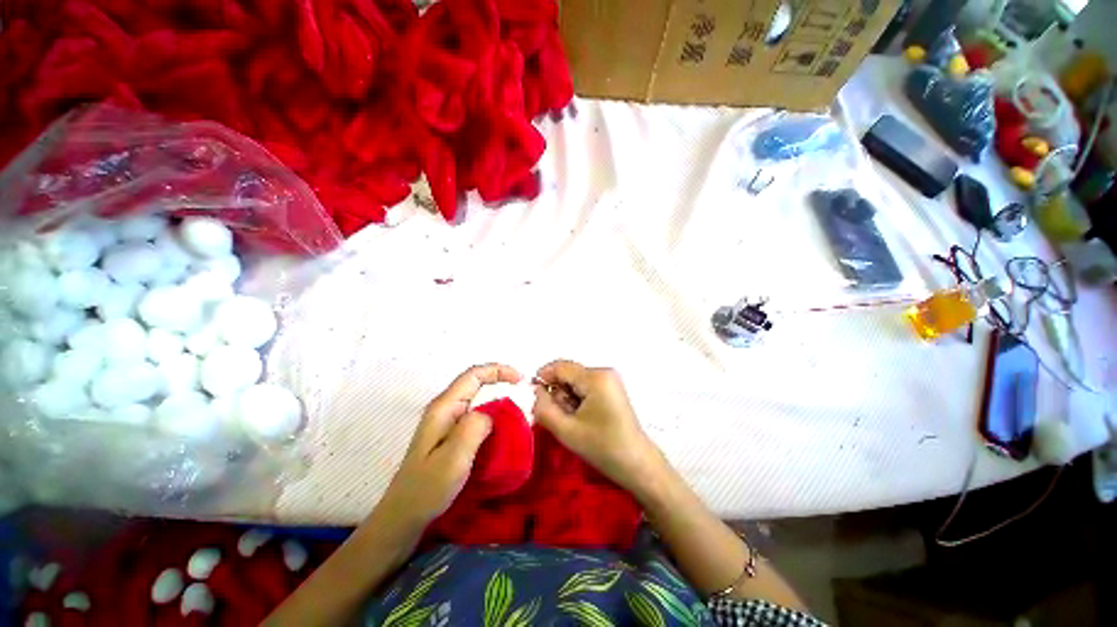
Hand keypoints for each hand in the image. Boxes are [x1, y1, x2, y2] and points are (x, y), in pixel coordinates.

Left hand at [379, 363, 521, 529]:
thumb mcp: (452, 459)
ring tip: (519, 411)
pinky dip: (494, 415)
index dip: (498, 371)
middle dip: (501, 382)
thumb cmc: (427, 489)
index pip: (473, 375)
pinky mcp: (450, 435)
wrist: (403, 517)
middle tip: (524, 394)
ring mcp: (446, 422)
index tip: (521, 380)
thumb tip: (492, 412)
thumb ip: (473, 428)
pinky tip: (503, 428)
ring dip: (499, 399)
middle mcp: (445, 409)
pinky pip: (476, 415)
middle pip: (476, 383)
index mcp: (444, 408)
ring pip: (477, 399)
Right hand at [532, 360, 666, 499]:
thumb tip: (535, 390)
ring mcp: (610, 380)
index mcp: (595, 378)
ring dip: (567, 398)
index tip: (533, 397)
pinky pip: (585, 387)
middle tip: (560, 417)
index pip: (561, 367)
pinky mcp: (612, 389)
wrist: (637, 464)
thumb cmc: (603, 448)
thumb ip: (544, 408)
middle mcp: (604, 372)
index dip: (543, 377)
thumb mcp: (566, 430)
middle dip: (558, 393)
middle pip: (568, 374)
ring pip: (575, 381)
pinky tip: (582, 419)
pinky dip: (577, 400)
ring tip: (573, 421)